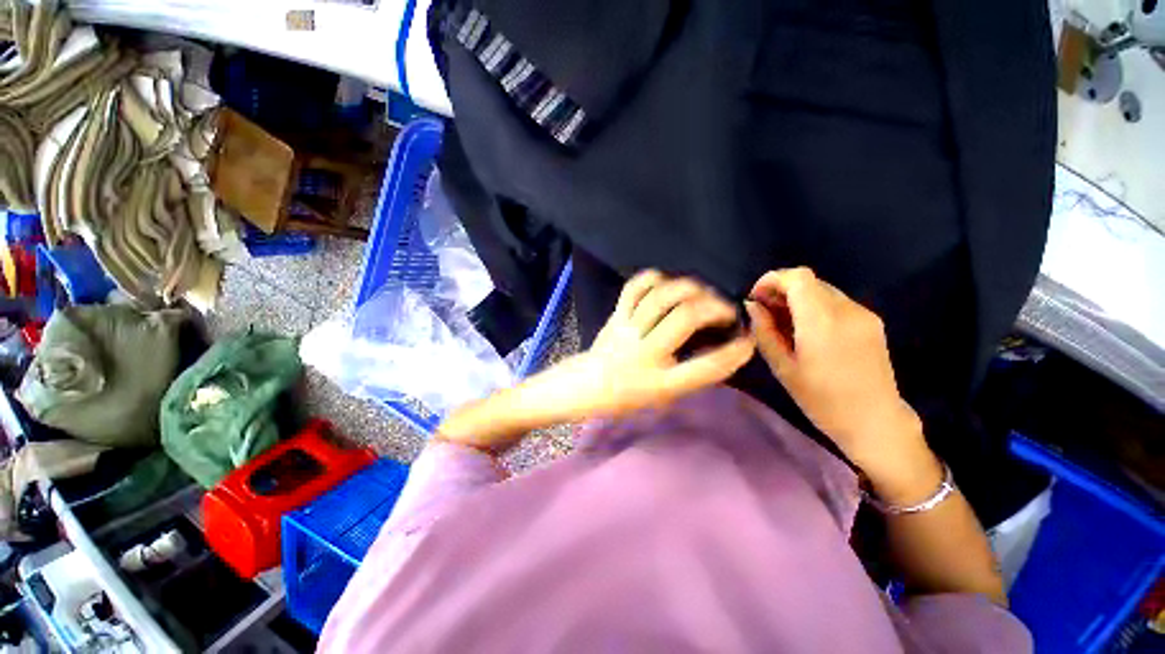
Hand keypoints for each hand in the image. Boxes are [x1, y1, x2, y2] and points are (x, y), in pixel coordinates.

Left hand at [545, 270, 755, 420]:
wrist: (585, 386)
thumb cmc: (627, 397)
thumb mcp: (664, 396)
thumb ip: (691, 373)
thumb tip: (720, 345)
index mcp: (660, 384)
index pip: (707, 367)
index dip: (736, 352)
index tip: (748, 340)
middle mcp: (644, 354)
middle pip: (685, 319)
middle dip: (715, 307)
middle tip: (726, 309)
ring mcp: (627, 331)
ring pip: (661, 297)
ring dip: (690, 288)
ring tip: (702, 293)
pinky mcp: (616, 315)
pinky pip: (635, 287)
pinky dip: (656, 278)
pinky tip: (669, 284)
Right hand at [744, 268, 925, 473]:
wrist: (875, 421)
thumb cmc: (821, 399)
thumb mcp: (782, 367)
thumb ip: (764, 331)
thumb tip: (752, 306)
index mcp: (822, 320)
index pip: (798, 277)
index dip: (772, 279)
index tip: (757, 298)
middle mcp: (846, 310)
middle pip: (809, 280)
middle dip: (782, 290)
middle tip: (766, 313)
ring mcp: (863, 314)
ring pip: (822, 290)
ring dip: (798, 299)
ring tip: (785, 324)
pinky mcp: (872, 322)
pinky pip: (836, 302)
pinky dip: (816, 307)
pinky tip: (808, 331)